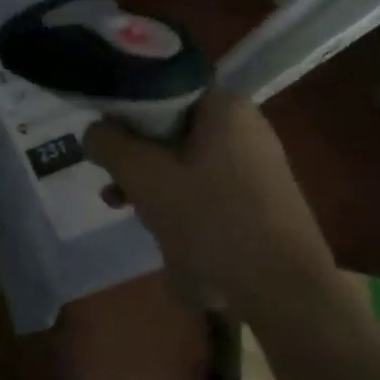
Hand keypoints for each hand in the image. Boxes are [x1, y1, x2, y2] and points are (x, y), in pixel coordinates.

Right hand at [83, 90, 338, 322]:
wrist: (286, 294)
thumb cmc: (211, 221)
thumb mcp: (144, 177)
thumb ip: (109, 144)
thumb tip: (93, 131)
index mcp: (224, 105)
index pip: (160, 85)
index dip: (123, 108)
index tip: (102, 135)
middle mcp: (244, 124)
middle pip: (169, 123)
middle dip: (133, 150)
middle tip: (108, 176)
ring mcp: (255, 162)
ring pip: (183, 155)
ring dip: (149, 176)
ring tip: (121, 204)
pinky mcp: (259, 196)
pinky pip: (203, 181)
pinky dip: (176, 195)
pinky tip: (158, 224)